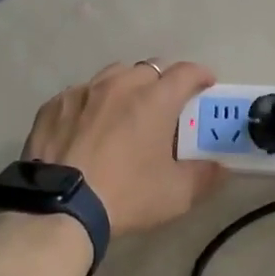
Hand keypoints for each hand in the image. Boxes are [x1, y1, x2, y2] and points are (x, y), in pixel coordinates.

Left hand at [23, 62, 227, 236]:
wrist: (59, 207)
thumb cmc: (126, 195)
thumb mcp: (176, 194)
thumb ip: (204, 176)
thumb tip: (220, 167)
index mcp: (154, 100)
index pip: (185, 72)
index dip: (200, 75)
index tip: (206, 83)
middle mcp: (119, 85)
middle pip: (148, 69)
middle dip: (163, 81)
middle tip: (166, 105)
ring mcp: (82, 92)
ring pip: (112, 76)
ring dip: (126, 87)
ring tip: (126, 109)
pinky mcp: (54, 105)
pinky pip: (80, 94)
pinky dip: (92, 103)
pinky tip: (88, 125)